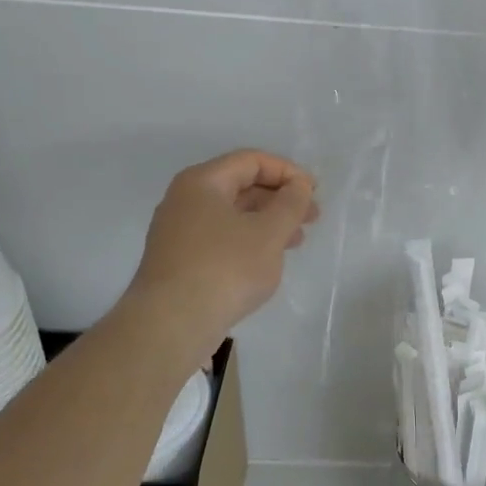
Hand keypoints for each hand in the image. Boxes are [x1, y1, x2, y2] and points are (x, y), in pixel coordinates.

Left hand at [123, 150, 319, 359]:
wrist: (171, 324)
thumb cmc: (225, 268)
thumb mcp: (269, 232)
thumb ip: (290, 203)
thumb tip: (298, 185)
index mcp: (202, 182)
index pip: (251, 161)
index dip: (287, 171)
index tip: (314, 192)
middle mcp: (185, 200)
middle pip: (241, 186)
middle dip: (280, 198)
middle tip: (312, 217)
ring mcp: (178, 232)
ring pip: (232, 215)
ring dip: (268, 222)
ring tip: (297, 241)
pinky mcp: (180, 261)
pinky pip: (221, 238)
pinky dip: (249, 241)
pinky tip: (267, 261)